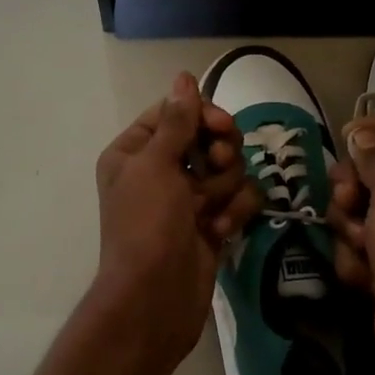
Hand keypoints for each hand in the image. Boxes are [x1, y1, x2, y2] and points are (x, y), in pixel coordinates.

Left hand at [92, 72, 258, 370]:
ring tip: (209, 213)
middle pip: (209, 137)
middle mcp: (161, 170)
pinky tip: (220, 233)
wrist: (155, 299)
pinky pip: (238, 200)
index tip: (222, 127)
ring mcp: (188, 198)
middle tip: (216, 167)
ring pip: (229, 169)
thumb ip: (177, 121)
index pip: (177, 112)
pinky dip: (234, 214)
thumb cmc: (146, 226)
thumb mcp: (156, 166)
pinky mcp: (212, 222)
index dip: (203, 115)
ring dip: (225, 189)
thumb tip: (184, 76)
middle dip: (219, 154)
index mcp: (136, 151)